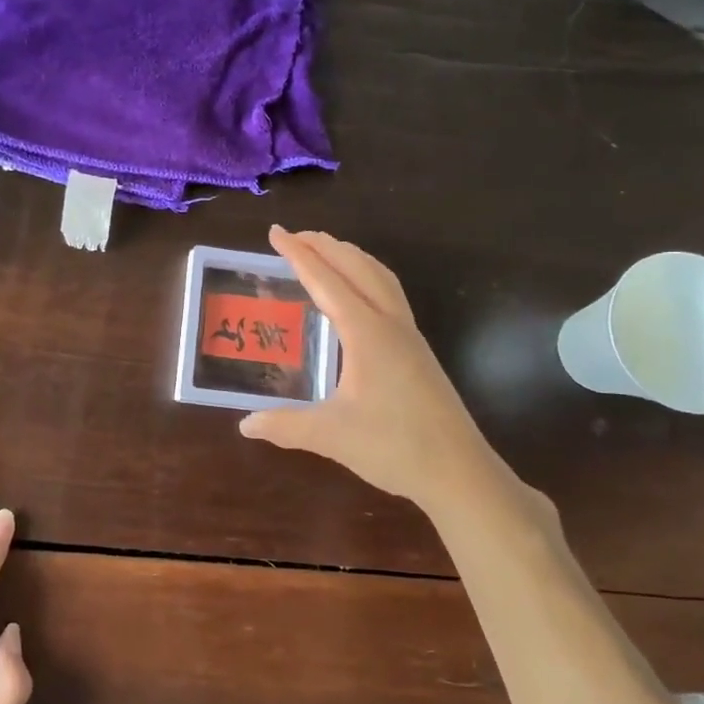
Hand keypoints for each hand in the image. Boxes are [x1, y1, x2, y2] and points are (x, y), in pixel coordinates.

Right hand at [239, 227, 555, 532]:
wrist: (458, 471)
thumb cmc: (394, 446)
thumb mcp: (330, 435)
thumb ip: (284, 425)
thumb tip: (245, 424)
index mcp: (366, 332)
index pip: (326, 280)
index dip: (298, 255)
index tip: (275, 233)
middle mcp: (389, 323)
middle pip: (357, 267)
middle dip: (325, 246)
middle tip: (294, 236)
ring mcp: (409, 335)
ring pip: (380, 277)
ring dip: (350, 258)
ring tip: (326, 252)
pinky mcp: (418, 351)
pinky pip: (390, 295)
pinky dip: (368, 278)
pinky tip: (358, 297)